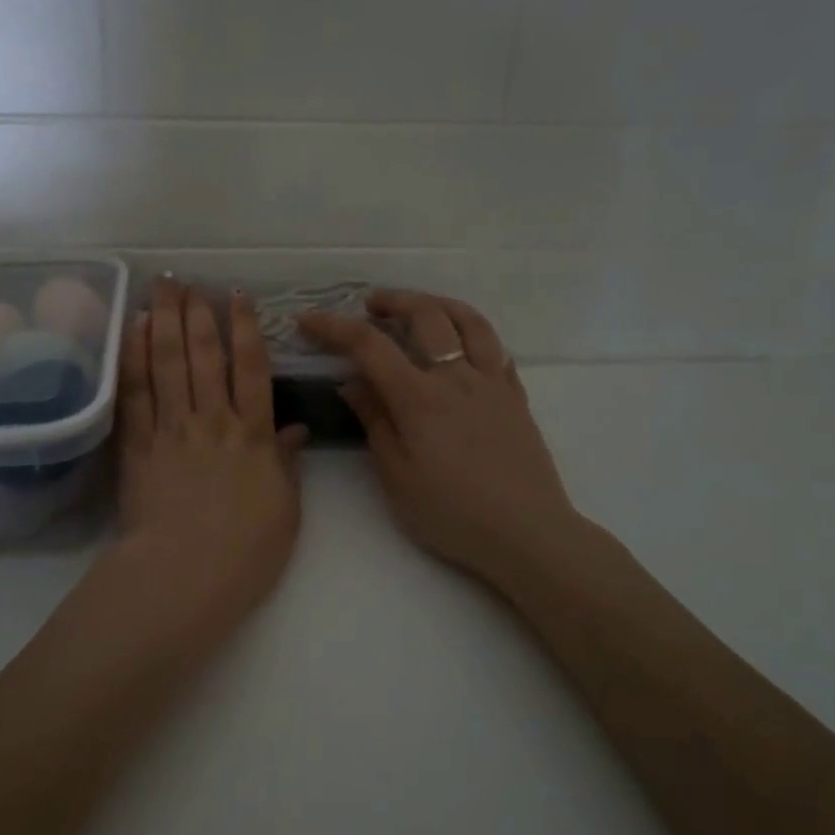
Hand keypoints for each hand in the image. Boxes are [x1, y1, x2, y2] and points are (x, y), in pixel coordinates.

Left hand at [114, 281, 307, 619]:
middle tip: (188, 279)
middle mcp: (212, 420)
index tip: (237, 296)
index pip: (251, 369)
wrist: (185, 576)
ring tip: (162, 287)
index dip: (245, 328)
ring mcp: (171, 430)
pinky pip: (136, 393)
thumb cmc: (245, 551)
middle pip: (204, 355)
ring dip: (165, 320)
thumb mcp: (285, 509)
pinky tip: (134, 329)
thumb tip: (296, 430)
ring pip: (168, 363)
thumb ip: (286, 464)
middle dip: (197, 312)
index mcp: (252, 435)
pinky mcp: (138, 446)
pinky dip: (135, 357)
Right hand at [297, 291, 577, 589]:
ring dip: (438, 304)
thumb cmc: (452, 513)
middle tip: (371, 305)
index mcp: (419, 398)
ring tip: (420, 307)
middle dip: (393, 301)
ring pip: (469, 321)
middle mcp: (457, 377)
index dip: (334, 326)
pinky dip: (474, 331)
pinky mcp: (516, 396)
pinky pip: (496, 347)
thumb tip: (353, 383)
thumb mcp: (397, 477)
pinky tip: (464, 342)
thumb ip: (375, 423)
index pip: (369, 346)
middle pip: (425, 315)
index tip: (308, 319)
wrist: (526, 533)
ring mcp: (492, 382)